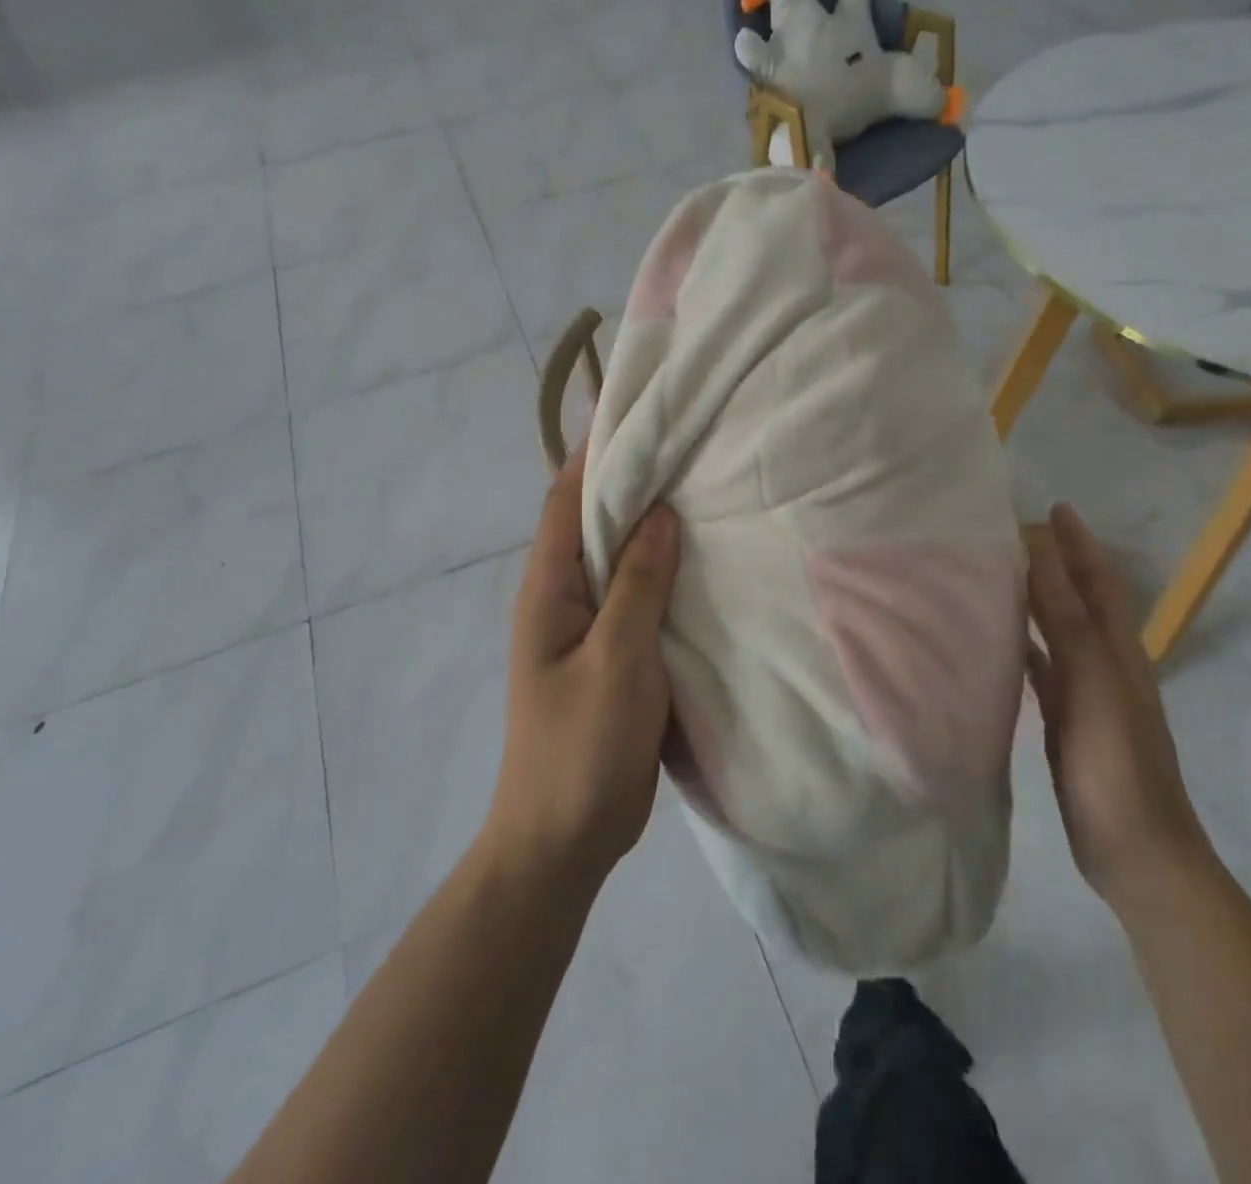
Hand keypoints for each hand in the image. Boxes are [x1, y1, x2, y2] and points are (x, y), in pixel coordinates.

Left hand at [488, 448, 681, 887]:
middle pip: (593, 523)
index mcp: (548, 588)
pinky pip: (636, 597)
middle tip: (688, 446)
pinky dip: (662, 573)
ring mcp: (587, 627)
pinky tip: (701, 564)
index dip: (597, 453)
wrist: (563, 838)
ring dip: (650, 528)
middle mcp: (562, 596)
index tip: (640, 413)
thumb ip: (637, 583)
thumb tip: (661, 512)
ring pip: (618, 559)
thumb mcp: (617, 658)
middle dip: (633, 483)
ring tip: (702, 491)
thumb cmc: (582, 746)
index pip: (567, 500)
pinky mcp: (612, 654)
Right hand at [1027, 503, 1212, 915]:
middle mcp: (1104, 665)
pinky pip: (1041, 668)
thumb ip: (1069, 622)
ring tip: (996, 573)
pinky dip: (1023, 644)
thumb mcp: (1095, 687)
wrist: (1138, 853)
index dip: (1079, 544)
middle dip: (1056, 563)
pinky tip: (996, 640)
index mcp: (1118, 652)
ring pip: (1057, 631)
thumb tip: (1044, 556)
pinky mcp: (1065, 720)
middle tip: (1012, 533)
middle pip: (1079, 600)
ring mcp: (1086, 695)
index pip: (1098, 582)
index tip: (1053, 508)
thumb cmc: (1118, 766)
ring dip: (1035, 600)